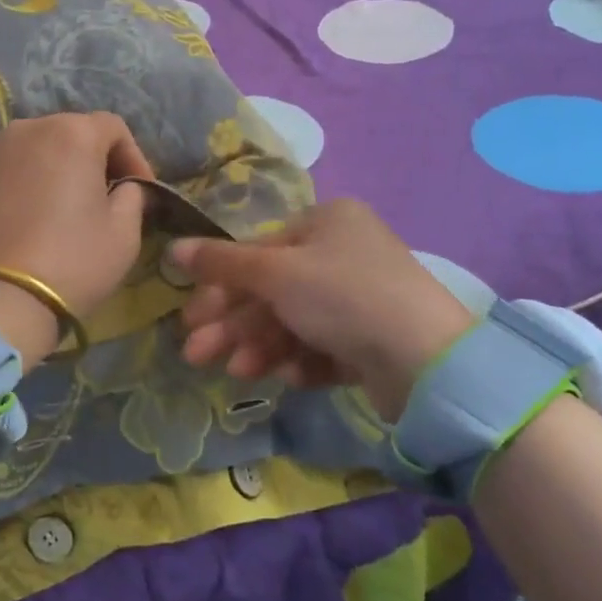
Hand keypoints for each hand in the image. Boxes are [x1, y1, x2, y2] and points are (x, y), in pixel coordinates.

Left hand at [0, 113, 152, 364]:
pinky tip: (32, 215)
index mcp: (72, 133)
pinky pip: (10, 168)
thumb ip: (133, 196)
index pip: (113, 128)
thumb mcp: (124, 232)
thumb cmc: (73, 260)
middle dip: (94, 159)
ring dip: (58, 168)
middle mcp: (29, 128)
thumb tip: (126, 187)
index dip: (133, 155)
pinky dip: (27, 181)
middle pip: (72, 132)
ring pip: (38, 148)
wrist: (0, 298)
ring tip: (66, 205)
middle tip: (106, 196)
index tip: (140, 189)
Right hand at [168, 198, 475, 421]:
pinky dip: (301, 360)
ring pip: (293, 322)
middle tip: (196, 355)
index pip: (258, 253)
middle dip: (234, 325)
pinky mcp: (372, 341)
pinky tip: (292, 377)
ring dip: (261, 346)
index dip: (220, 287)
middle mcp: (343, 254)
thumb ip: (221, 262)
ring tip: (240, 373)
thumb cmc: (342, 296)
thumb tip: (174, 248)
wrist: (428, 360)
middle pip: (272, 290)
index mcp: (326, 223)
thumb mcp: (275, 273)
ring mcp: (360, 299)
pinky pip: (322, 345)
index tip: (191, 319)